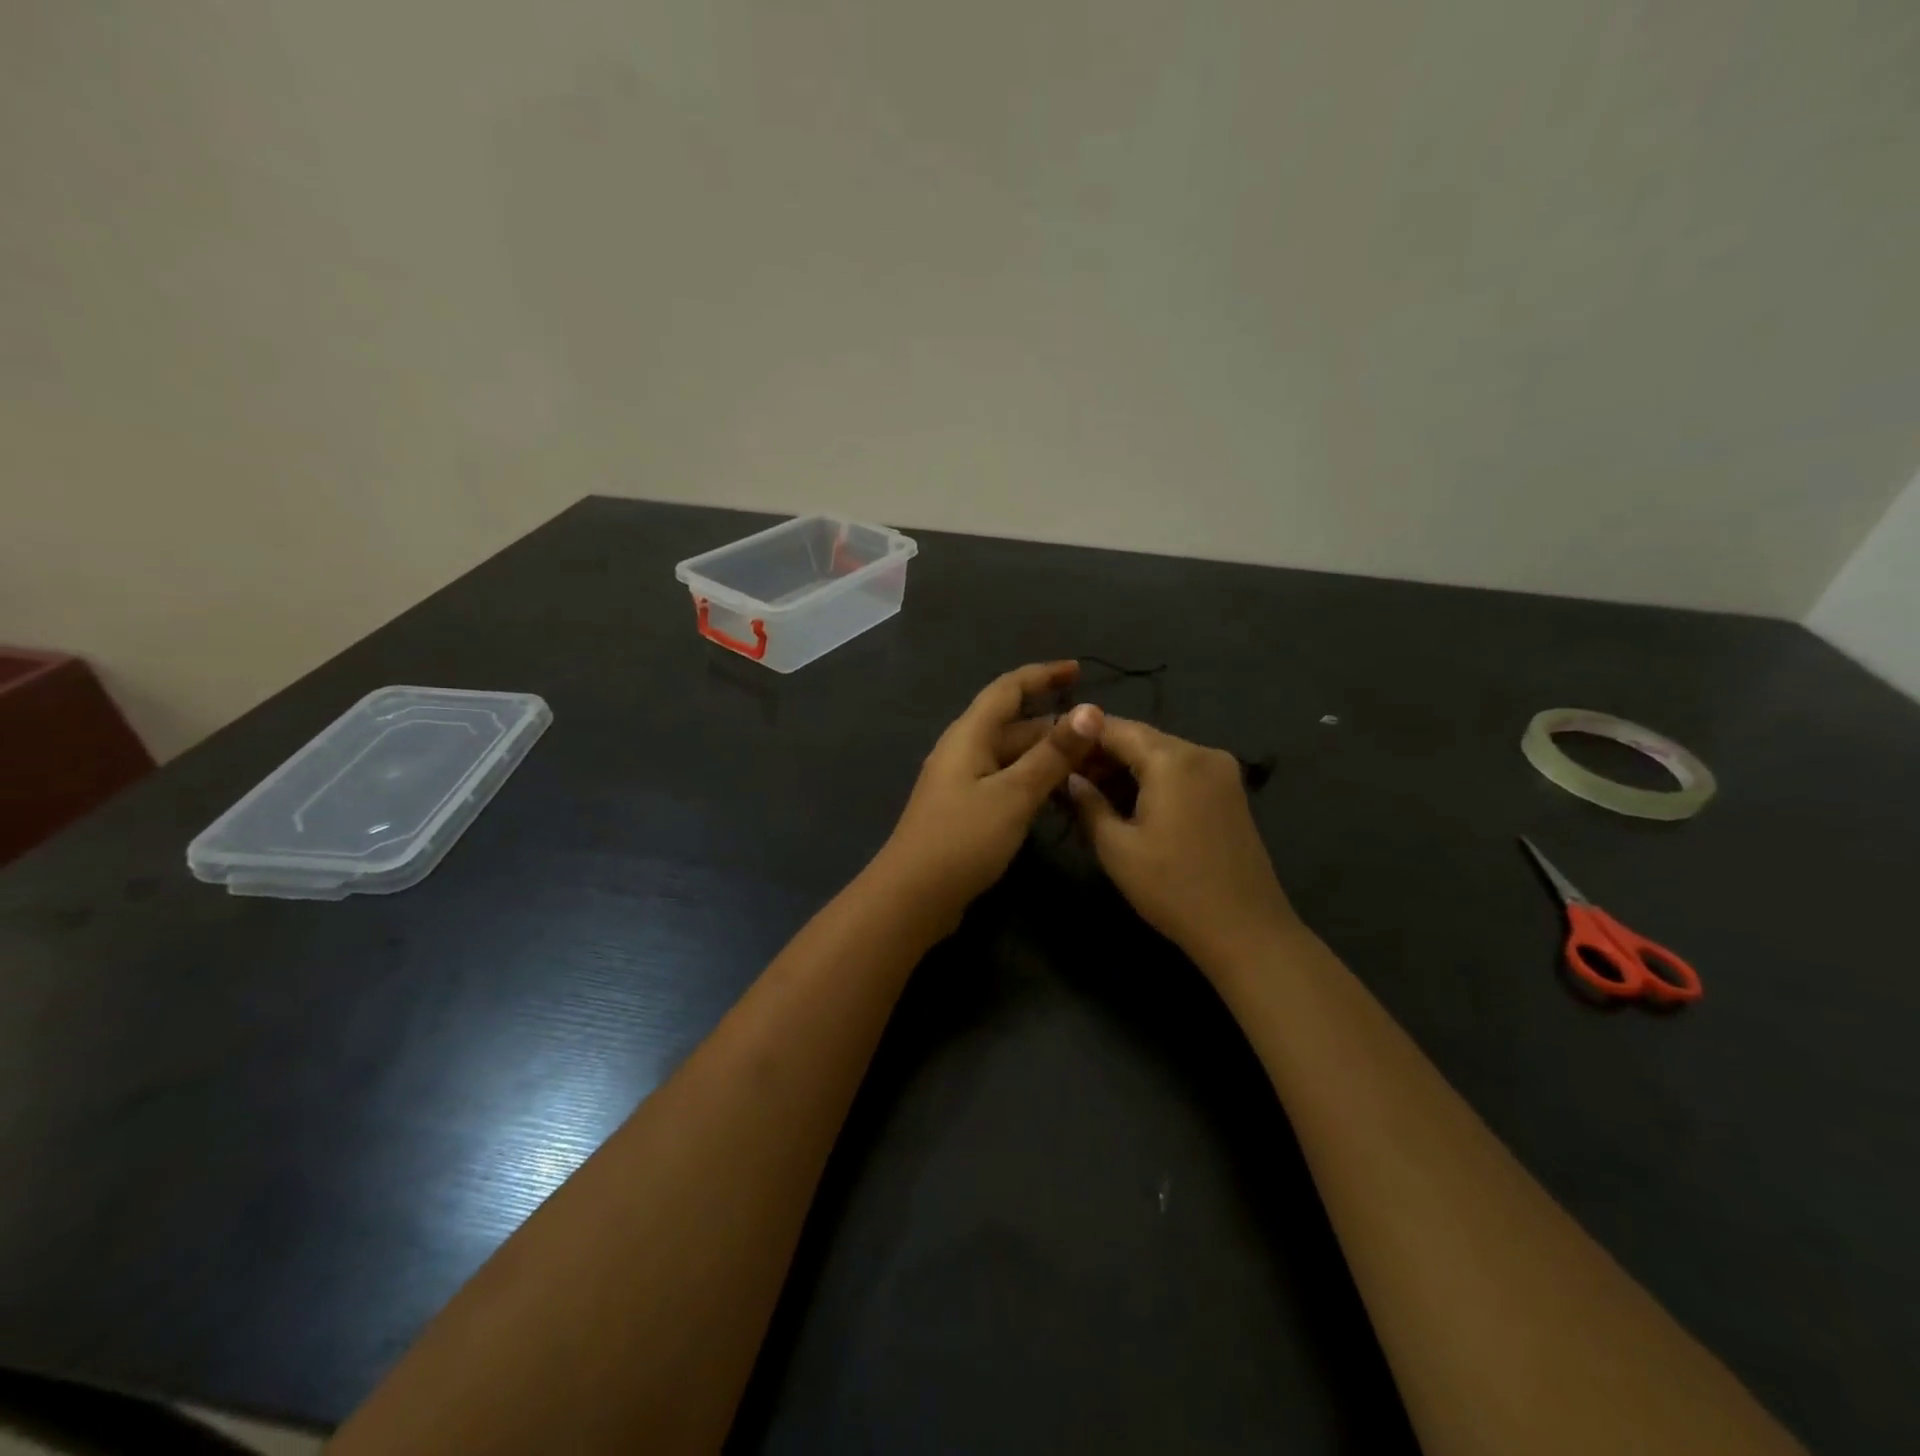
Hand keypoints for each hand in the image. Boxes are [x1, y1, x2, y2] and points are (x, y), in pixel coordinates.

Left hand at [875, 662, 1103, 928]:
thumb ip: (1052, 754)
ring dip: (1047, 755)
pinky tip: (1058, 795)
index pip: (1008, 689)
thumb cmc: (962, 839)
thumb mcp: (1013, 794)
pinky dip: (1033, 780)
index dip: (1042, 675)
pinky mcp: (966, 811)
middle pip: (1013, 725)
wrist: (913, 897)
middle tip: (1101, 737)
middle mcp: (963, 751)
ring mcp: (962, 782)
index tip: (1078, 669)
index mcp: (969, 735)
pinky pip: (1005, 781)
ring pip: (1011, 756)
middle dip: (1055, 725)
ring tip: (1090, 764)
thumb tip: (1090, 710)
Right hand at [1068, 717, 1298, 967]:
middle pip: (1140, 738)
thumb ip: (1088, 803)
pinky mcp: (1229, 791)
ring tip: (1090, 793)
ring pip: (1160, 753)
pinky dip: (1152, 778)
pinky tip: (1127, 801)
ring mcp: (1221, 770)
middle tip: (1064, 777)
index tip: (1049, 750)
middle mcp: (1201, 752)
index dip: (1078, 735)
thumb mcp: (1116, 848)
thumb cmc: (1172, 889)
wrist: (1246, 930)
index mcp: (1172, 759)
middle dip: (1101, 753)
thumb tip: (1069, 778)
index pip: (1114, 727)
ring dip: (1125, 767)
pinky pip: (1180, 770)